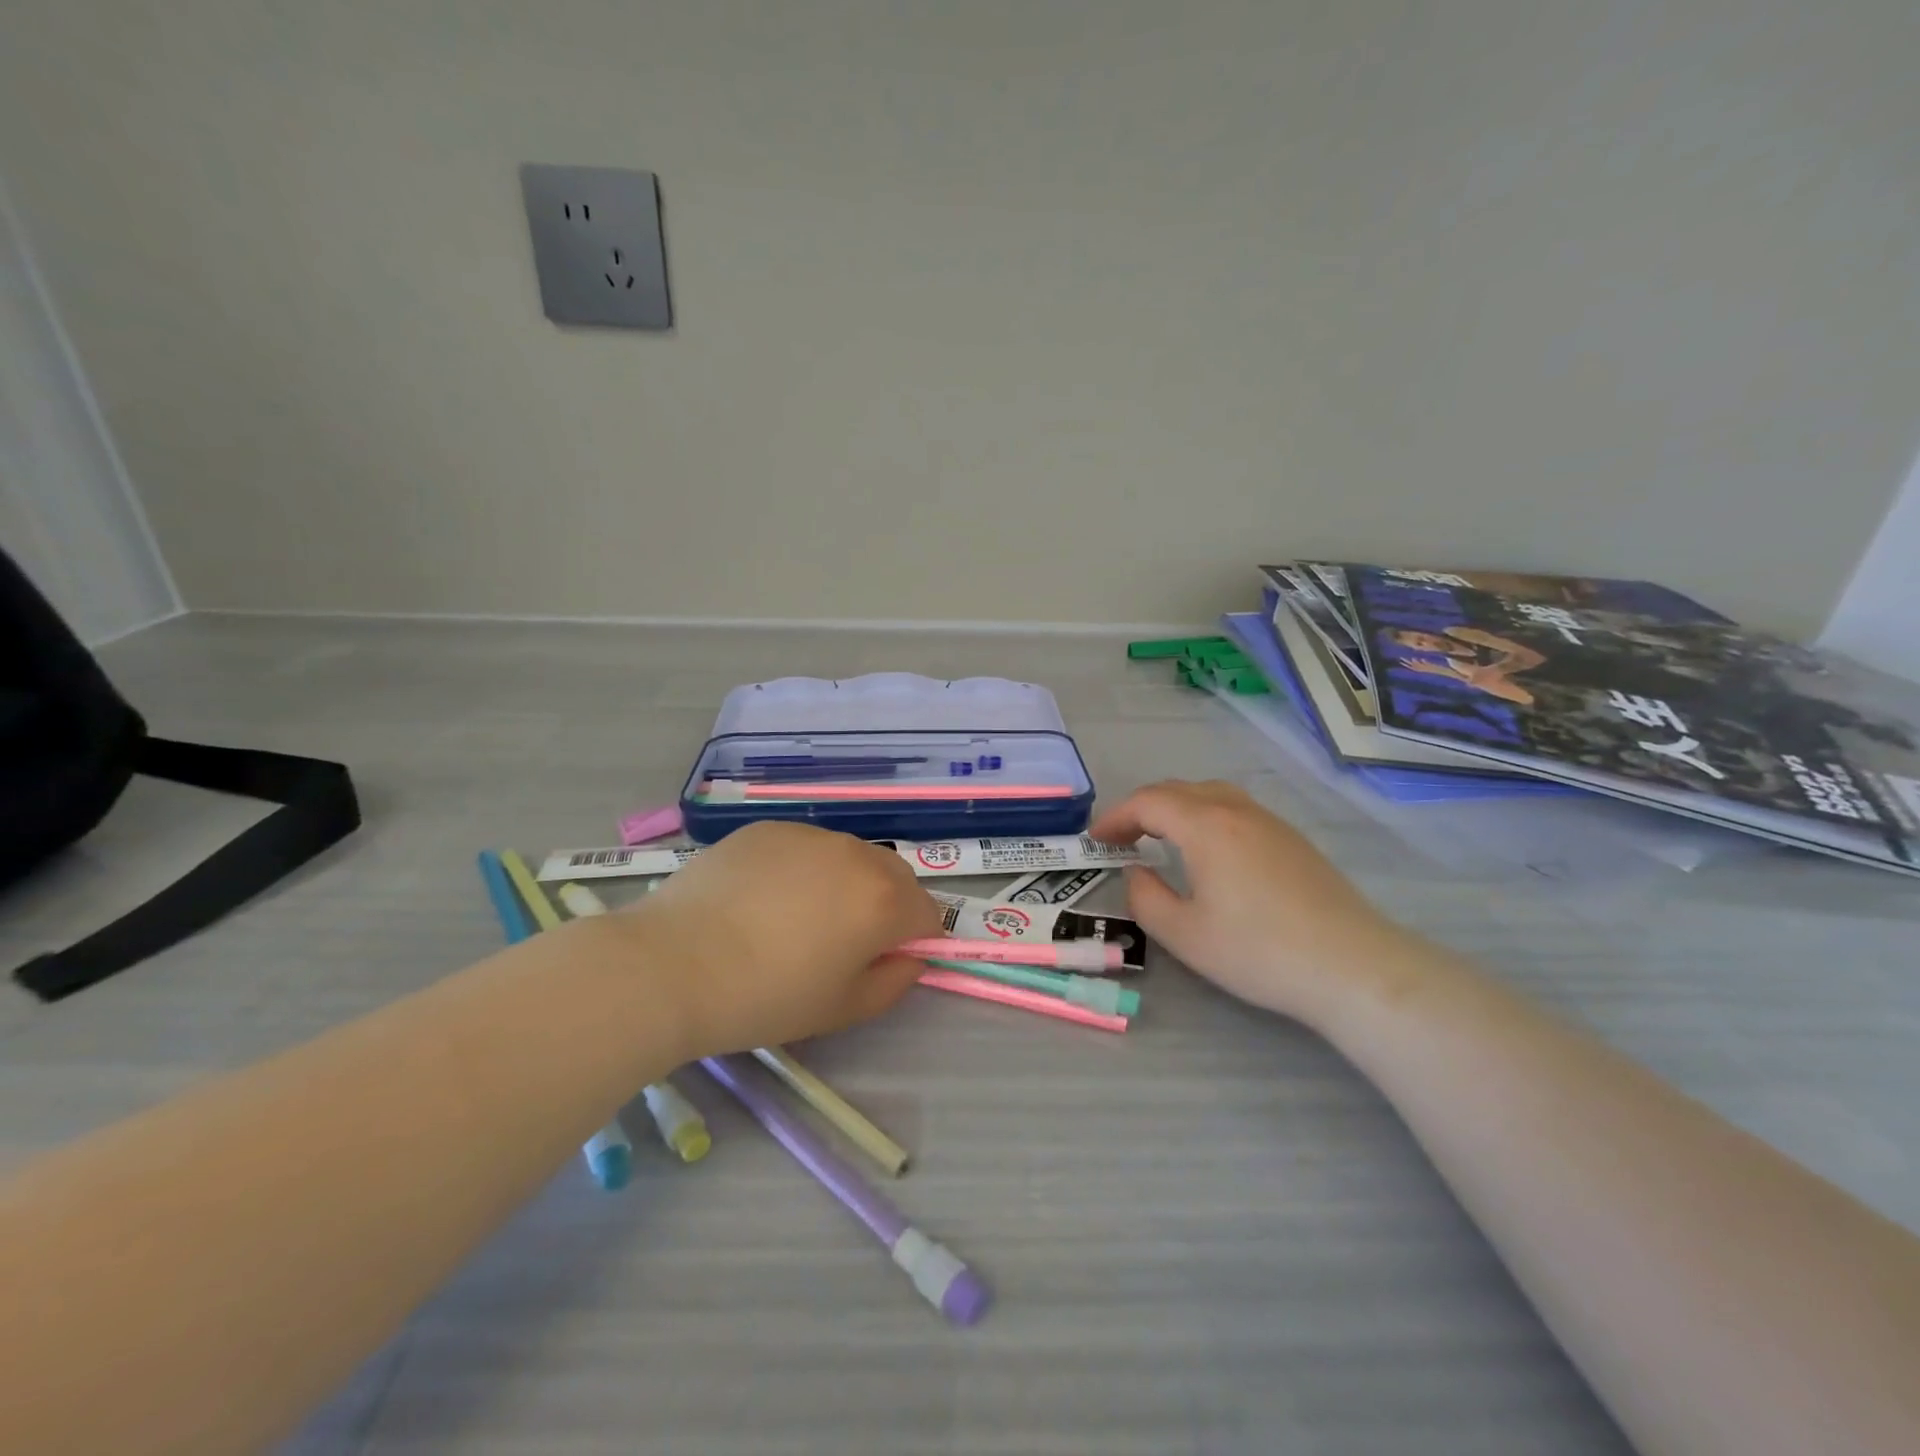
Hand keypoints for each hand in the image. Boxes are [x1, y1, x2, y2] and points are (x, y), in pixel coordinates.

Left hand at [634, 821, 944, 1056]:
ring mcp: (810, 834)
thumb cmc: (767, 997)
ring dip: (844, 884)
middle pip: (895, 877)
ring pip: (849, 858)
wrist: (674, 964)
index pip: (928, 914)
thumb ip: (895, 982)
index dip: (913, 942)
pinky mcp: (768, 829)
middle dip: (887, 906)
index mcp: (884, 900)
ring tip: (796, 919)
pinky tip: (761, 899)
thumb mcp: (843, 1008)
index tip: (882, 964)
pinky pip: (804, 848)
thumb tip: (911, 957)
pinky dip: (801, 869)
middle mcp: (856, 854)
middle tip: (843, 943)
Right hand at [1089, 780, 1404, 1026]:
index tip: (1096, 841)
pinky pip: (1235, 809)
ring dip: (1175, 808)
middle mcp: (1236, 810)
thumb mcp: (1185, 934)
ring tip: (1159, 837)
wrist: (1352, 966)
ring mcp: (1269, 821)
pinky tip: (1208, 850)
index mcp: (1205, 826)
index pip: (1148, 802)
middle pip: (1177, 790)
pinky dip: (1205, 816)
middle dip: (1141, 808)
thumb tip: (1135, 873)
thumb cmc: (1259, 951)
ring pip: (1210, 794)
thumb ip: (1145, 898)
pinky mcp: (1292, 839)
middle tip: (1121, 838)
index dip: (1115, 817)